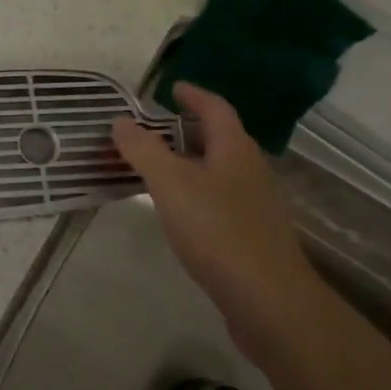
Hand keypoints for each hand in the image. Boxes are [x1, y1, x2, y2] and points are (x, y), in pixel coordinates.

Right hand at [113, 83, 323, 362]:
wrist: (269, 302)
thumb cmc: (218, 230)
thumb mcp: (170, 183)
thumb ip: (143, 149)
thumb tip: (121, 121)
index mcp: (235, 150)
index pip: (216, 109)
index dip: (194, 95)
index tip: (172, 88)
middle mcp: (251, 171)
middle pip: (221, 139)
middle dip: (189, 129)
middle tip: (155, 127)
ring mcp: (256, 206)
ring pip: (220, 171)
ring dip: (191, 162)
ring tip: (159, 167)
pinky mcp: (253, 237)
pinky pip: (220, 200)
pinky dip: (197, 192)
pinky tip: (179, 211)